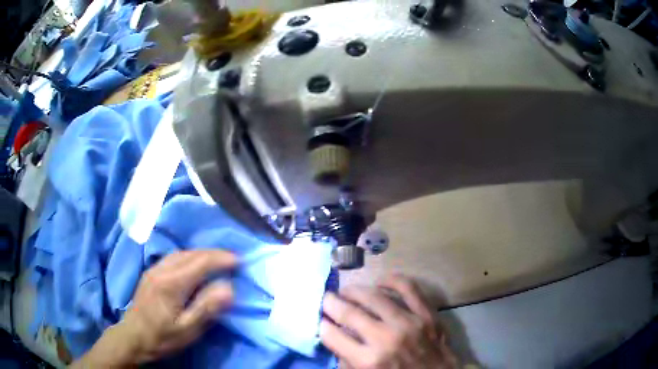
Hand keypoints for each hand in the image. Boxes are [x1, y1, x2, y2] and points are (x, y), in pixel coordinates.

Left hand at [71, 250, 236, 367]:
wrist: (132, 337)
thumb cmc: (162, 337)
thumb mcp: (187, 330)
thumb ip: (207, 308)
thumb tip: (229, 288)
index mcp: (171, 283)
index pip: (200, 263)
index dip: (221, 259)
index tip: (240, 261)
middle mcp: (162, 270)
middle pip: (191, 254)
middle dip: (213, 254)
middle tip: (232, 260)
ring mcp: (154, 269)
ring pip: (181, 253)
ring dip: (201, 253)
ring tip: (216, 260)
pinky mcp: (150, 273)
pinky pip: (173, 257)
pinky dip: (189, 256)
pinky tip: (193, 264)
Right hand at [320, 275, 456, 368]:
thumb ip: (348, 362)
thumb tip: (336, 338)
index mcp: (368, 361)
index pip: (332, 334)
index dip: (322, 324)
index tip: (320, 318)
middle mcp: (386, 339)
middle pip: (349, 312)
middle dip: (331, 303)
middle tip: (327, 299)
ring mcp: (409, 323)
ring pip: (374, 296)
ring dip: (355, 290)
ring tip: (348, 291)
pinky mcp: (428, 314)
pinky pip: (409, 288)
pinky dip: (392, 280)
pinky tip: (380, 282)